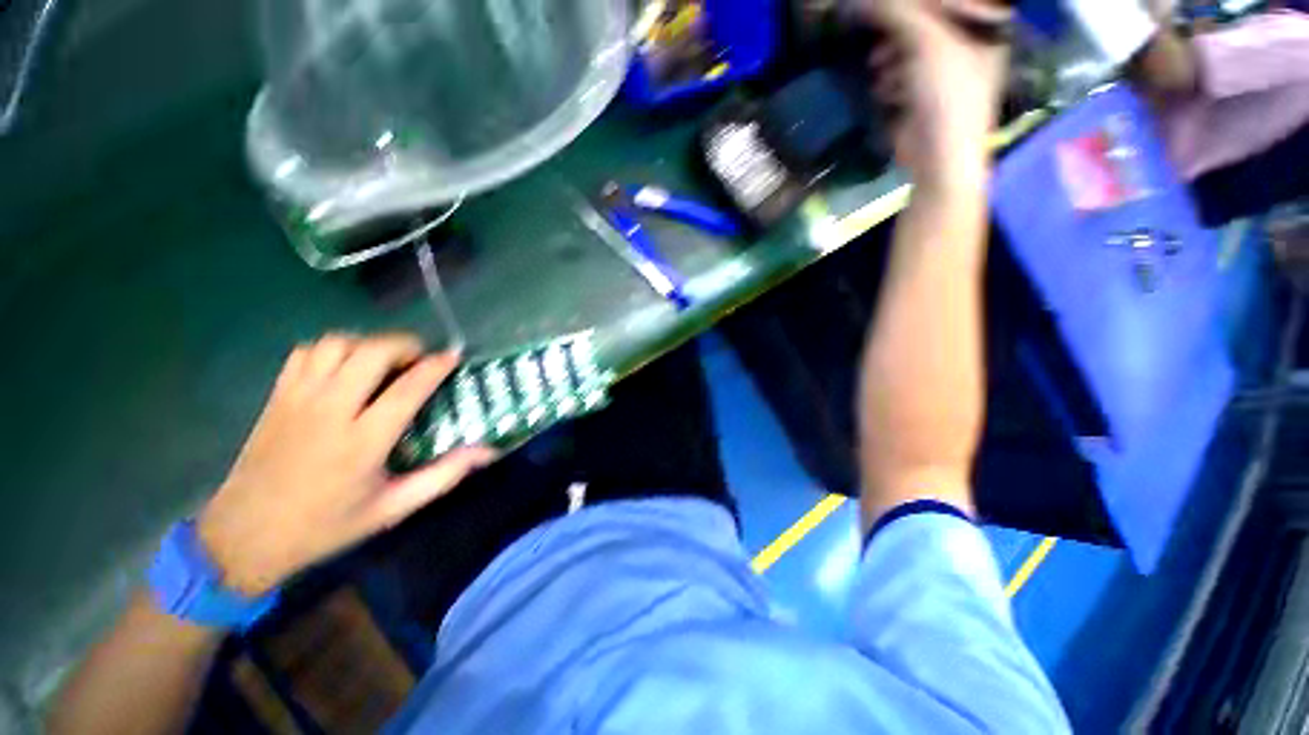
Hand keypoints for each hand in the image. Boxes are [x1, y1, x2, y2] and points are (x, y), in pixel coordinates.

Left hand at [196, 334, 494, 595]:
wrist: (244, 536)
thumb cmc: (325, 526)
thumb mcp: (392, 509)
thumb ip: (442, 476)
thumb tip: (486, 451)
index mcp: (362, 442)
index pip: (407, 389)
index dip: (435, 367)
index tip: (453, 357)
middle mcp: (330, 411)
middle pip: (371, 353)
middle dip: (404, 345)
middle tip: (420, 358)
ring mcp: (298, 399)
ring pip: (337, 345)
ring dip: (368, 344)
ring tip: (385, 360)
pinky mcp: (278, 396)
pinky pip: (307, 352)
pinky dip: (333, 348)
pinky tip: (346, 365)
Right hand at [850, 0, 1010, 189]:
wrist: (940, 156)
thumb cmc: (948, 95)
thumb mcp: (929, 45)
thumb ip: (900, 14)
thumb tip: (866, 1)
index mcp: (983, 25)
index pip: (947, 3)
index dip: (916, 6)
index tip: (890, 10)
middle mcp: (967, 44)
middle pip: (925, 22)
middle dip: (899, 31)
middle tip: (881, 40)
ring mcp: (945, 71)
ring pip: (909, 48)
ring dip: (890, 57)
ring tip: (880, 68)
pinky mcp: (924, 95)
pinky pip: (903, 74)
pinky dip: (891, 80)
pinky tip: (887, 90)